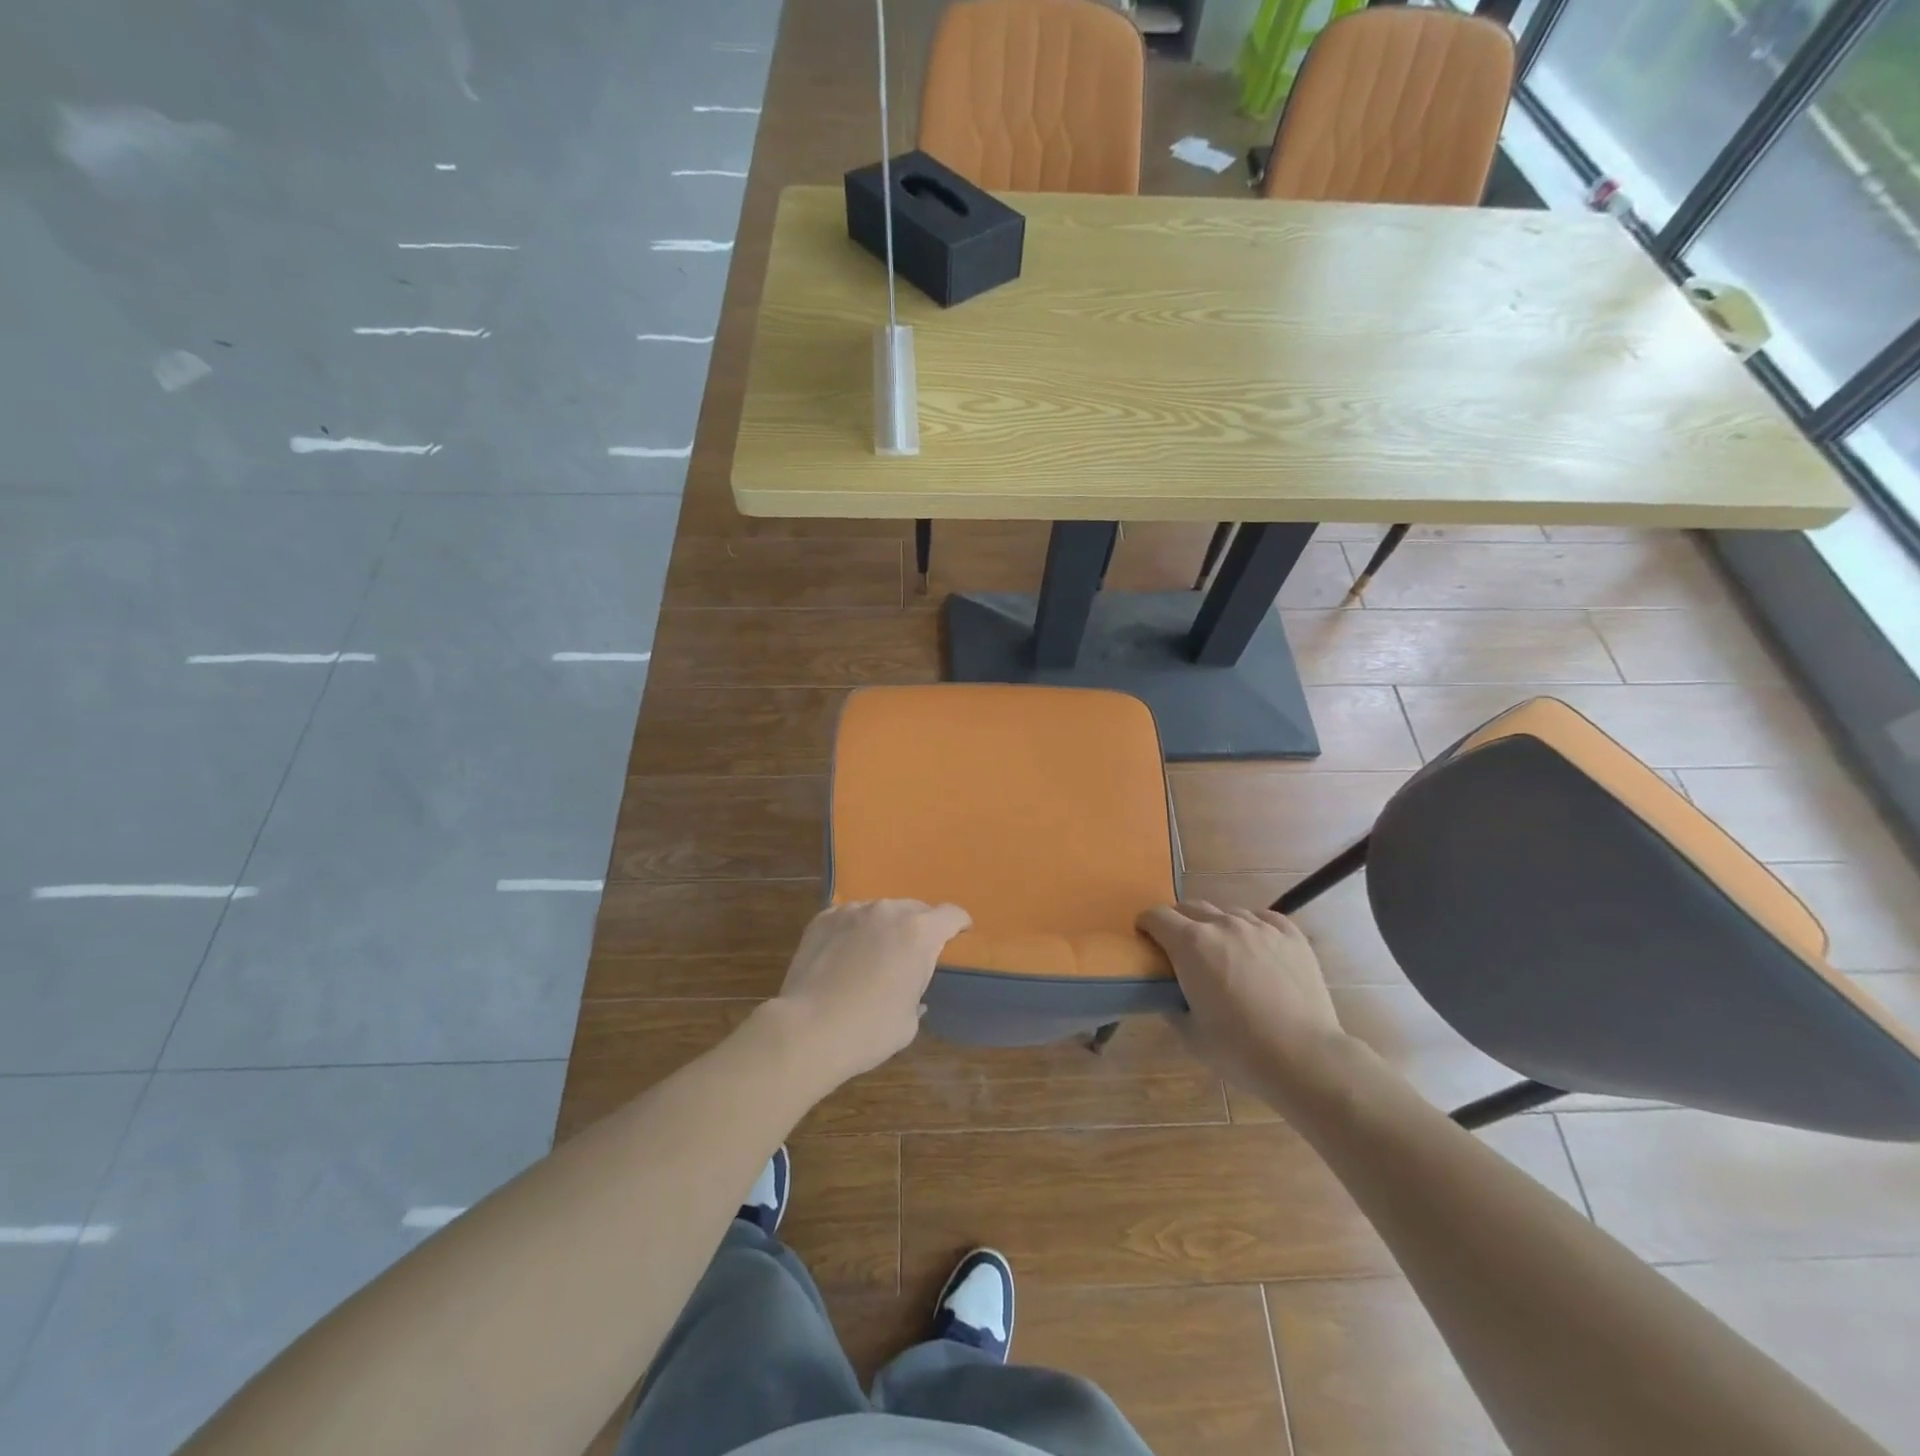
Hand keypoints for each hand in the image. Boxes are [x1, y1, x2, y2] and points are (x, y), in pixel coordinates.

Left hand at [772, 899, 971, 1084]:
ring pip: (880, 910)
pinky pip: (850, 917)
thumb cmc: (869, 1030)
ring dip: (886, 926)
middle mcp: (888, 911)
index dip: (959, 924)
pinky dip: (855, 929)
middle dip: (920, 926)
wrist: (809, 1029)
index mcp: (919, 933)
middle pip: (915, 908)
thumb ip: (916, 993)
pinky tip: (846, 952)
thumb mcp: (909, 1020)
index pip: (951, 915)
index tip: (960, 934)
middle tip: (914, 952)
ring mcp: (853, 911)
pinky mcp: (824, 918)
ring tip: (876, 952)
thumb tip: (909, 990)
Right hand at [1138, 902, 1348, 1105]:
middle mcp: (1223, 924)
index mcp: (1191, 944)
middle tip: (1181, 950)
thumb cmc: (1240, 1050)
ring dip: (1215, 926)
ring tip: (1223, 953)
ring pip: (1226, 912)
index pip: (1156, 916)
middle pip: (1189, 907)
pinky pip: (1261, 917)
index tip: (1147, 940)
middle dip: (1177, 923)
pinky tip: (1255, 949)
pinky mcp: (1290, 934)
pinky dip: (1251, 927)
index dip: (1146, 925)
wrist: (1305, 1058)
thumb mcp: (1190, 1034)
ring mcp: (1259, 926)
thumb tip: (1169, 994)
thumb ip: (1172, 1005)